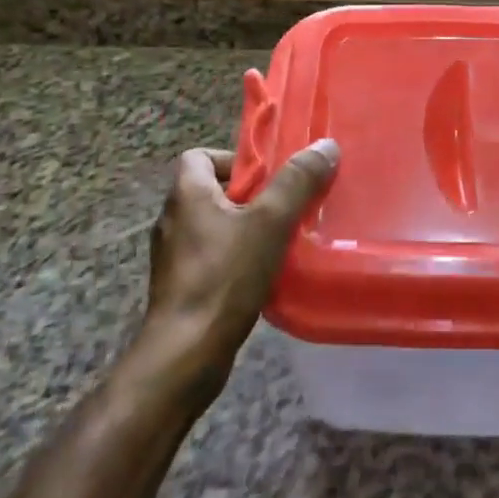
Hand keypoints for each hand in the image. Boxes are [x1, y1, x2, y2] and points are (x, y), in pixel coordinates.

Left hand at [128, 140, 339, 395]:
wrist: (186, 352)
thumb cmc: (224, 277)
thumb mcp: (270, 222)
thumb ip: (297, 182)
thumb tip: (325, 145)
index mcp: (186, 194)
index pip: (199, 156)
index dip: (234, 159)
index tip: (268, 176)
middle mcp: (173, 219)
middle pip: (213, 190)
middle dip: (251, 195)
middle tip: (286, 207)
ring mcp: (173, 256)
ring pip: (214, 226)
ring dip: (245, 228)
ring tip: (282, 240)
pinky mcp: (181, 287)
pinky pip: (212, 257)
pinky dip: (236, 258)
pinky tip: (264, 274)